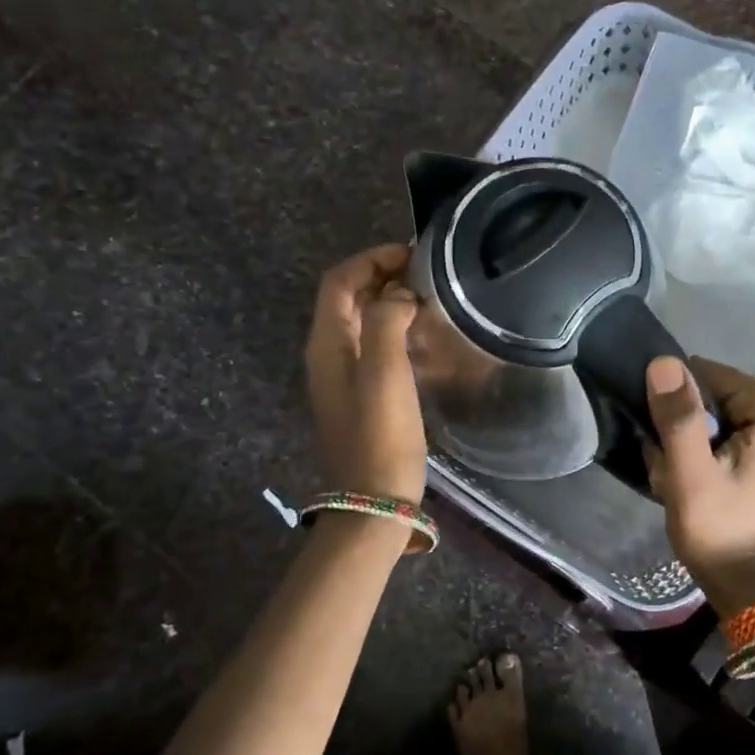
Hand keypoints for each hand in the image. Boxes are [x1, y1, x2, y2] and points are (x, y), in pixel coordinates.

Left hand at [305, 245, 426, 502]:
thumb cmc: (381, 434)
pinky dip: (392, 327)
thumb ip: (388, 320)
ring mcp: (342, 376)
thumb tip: (401, 295)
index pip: (339, 280)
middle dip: (381, 275)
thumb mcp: (385, 371)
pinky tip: (421, 334)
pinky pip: (372, 344)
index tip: (412, 254)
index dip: (371, 259)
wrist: (374, 500)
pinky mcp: (360, 394)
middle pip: (346, 297)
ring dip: (388, 300)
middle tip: (425, 272)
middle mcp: (328, 353)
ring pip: (360, 321)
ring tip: (427, 295)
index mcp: (327, 342)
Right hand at [643, 356, 754, 615]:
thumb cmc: (721, 529)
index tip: (670, 450)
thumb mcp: (692, 474)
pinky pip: (706, 435)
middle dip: (676, 431)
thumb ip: (679, 417)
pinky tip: (684, 485)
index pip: (701, 375)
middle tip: (673, 471)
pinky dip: (688, 457)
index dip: (675, 408)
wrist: (744, 584)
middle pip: (701, 396)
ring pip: (697, 417)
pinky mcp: (751, 448)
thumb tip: (661, 361)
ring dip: (678, 448)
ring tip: (677, 481)